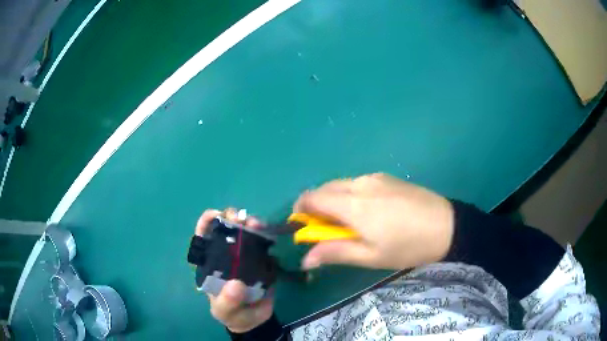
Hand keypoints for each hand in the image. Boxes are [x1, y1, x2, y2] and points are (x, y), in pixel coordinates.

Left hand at [195, 209, 273, 332]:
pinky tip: (271, 234)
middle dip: (232, 218)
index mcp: (211, 263)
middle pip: (227, 229)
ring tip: (257, 225)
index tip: (217, 215)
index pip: (204, 237)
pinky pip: (265, 243)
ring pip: (246, 232)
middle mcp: (227, 255)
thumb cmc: (233, 314)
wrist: (254, 321)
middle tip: (242, 219)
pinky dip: (267, 235)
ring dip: (251, 223)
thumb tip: (236, 284)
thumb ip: (228, 301)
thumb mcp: (225, 311)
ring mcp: (246, 256)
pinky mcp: (263, 260)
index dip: (207, 222)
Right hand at [294, 173, 453, 269]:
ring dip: (334, 202)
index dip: (300, 211)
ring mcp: (375, 177)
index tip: (304, 228)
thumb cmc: (408, 246)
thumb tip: (305, 258)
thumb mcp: (370, 256)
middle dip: (317, 208)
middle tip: (328, 231)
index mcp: (353, 203)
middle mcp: (360, 183)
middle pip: (324, 189)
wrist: (447, 226)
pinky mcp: (387, 177)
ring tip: (351, 224)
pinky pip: (357, 183)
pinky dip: (350, 196)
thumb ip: (335, 253)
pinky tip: (369, 213)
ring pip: (341, 185)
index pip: (312, 197)